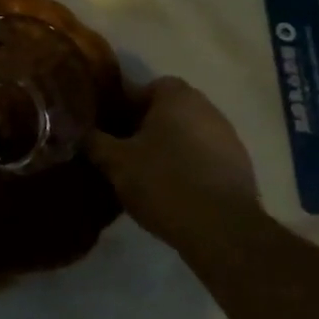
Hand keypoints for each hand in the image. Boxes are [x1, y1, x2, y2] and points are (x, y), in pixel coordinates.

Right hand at [85, 77, 258, 248]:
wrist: (222, 230)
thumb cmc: (163, 182)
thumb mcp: (115, 162)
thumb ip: (94, 141)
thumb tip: (78, 131)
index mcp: (177, 96)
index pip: (146, 87)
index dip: (125, 106)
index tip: (111, 130)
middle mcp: (207, 108)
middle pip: (168, 110)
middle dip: (146, 127)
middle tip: (125, 152)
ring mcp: (229, 138)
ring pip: (188, 134)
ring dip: (170, 148)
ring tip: (148, 176)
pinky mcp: (241, 168)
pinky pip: (205, 158)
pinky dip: (190, 167)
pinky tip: (175, 192)